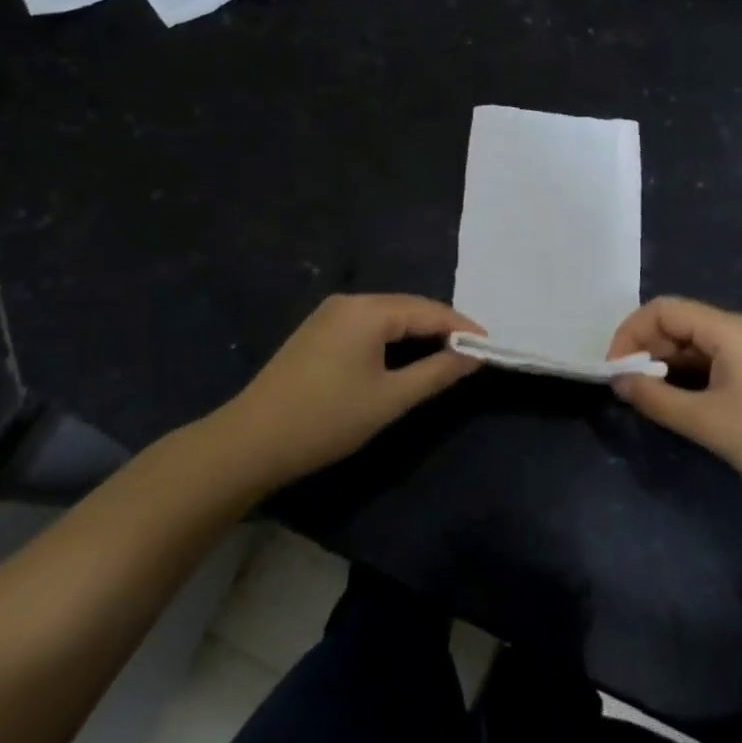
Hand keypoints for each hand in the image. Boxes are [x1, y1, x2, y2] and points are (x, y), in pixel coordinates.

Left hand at [221, 294, 483, 483]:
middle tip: (472, 351)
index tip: (490, 345)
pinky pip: (367, 325)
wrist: (251, 441)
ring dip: (417, 333)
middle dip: (441, 327)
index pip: (428, 310)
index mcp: (368, 310)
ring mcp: (329, 314)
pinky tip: (404, 356)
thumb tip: (474, 354)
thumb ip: (436, 373)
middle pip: (407, 307)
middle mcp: (349, 301)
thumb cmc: (327, 419)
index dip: (462, 326)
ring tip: (446, 354)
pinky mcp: (317, 331)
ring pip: (387, 316)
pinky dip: (392, 338)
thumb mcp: (390, 399)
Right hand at [607, 297, 741, 513]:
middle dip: (646, 350)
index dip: (631, 334)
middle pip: (678, 324)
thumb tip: (618, 382)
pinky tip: (681, 406)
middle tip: (627, 389)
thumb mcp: (708, 422)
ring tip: (649, 400)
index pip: (663, 310)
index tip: (614, 371)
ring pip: (695, 346)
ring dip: (666, 367)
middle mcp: (739, 332)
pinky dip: (689, 379)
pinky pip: (713, 364)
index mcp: (727, 329)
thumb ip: (657, 399)